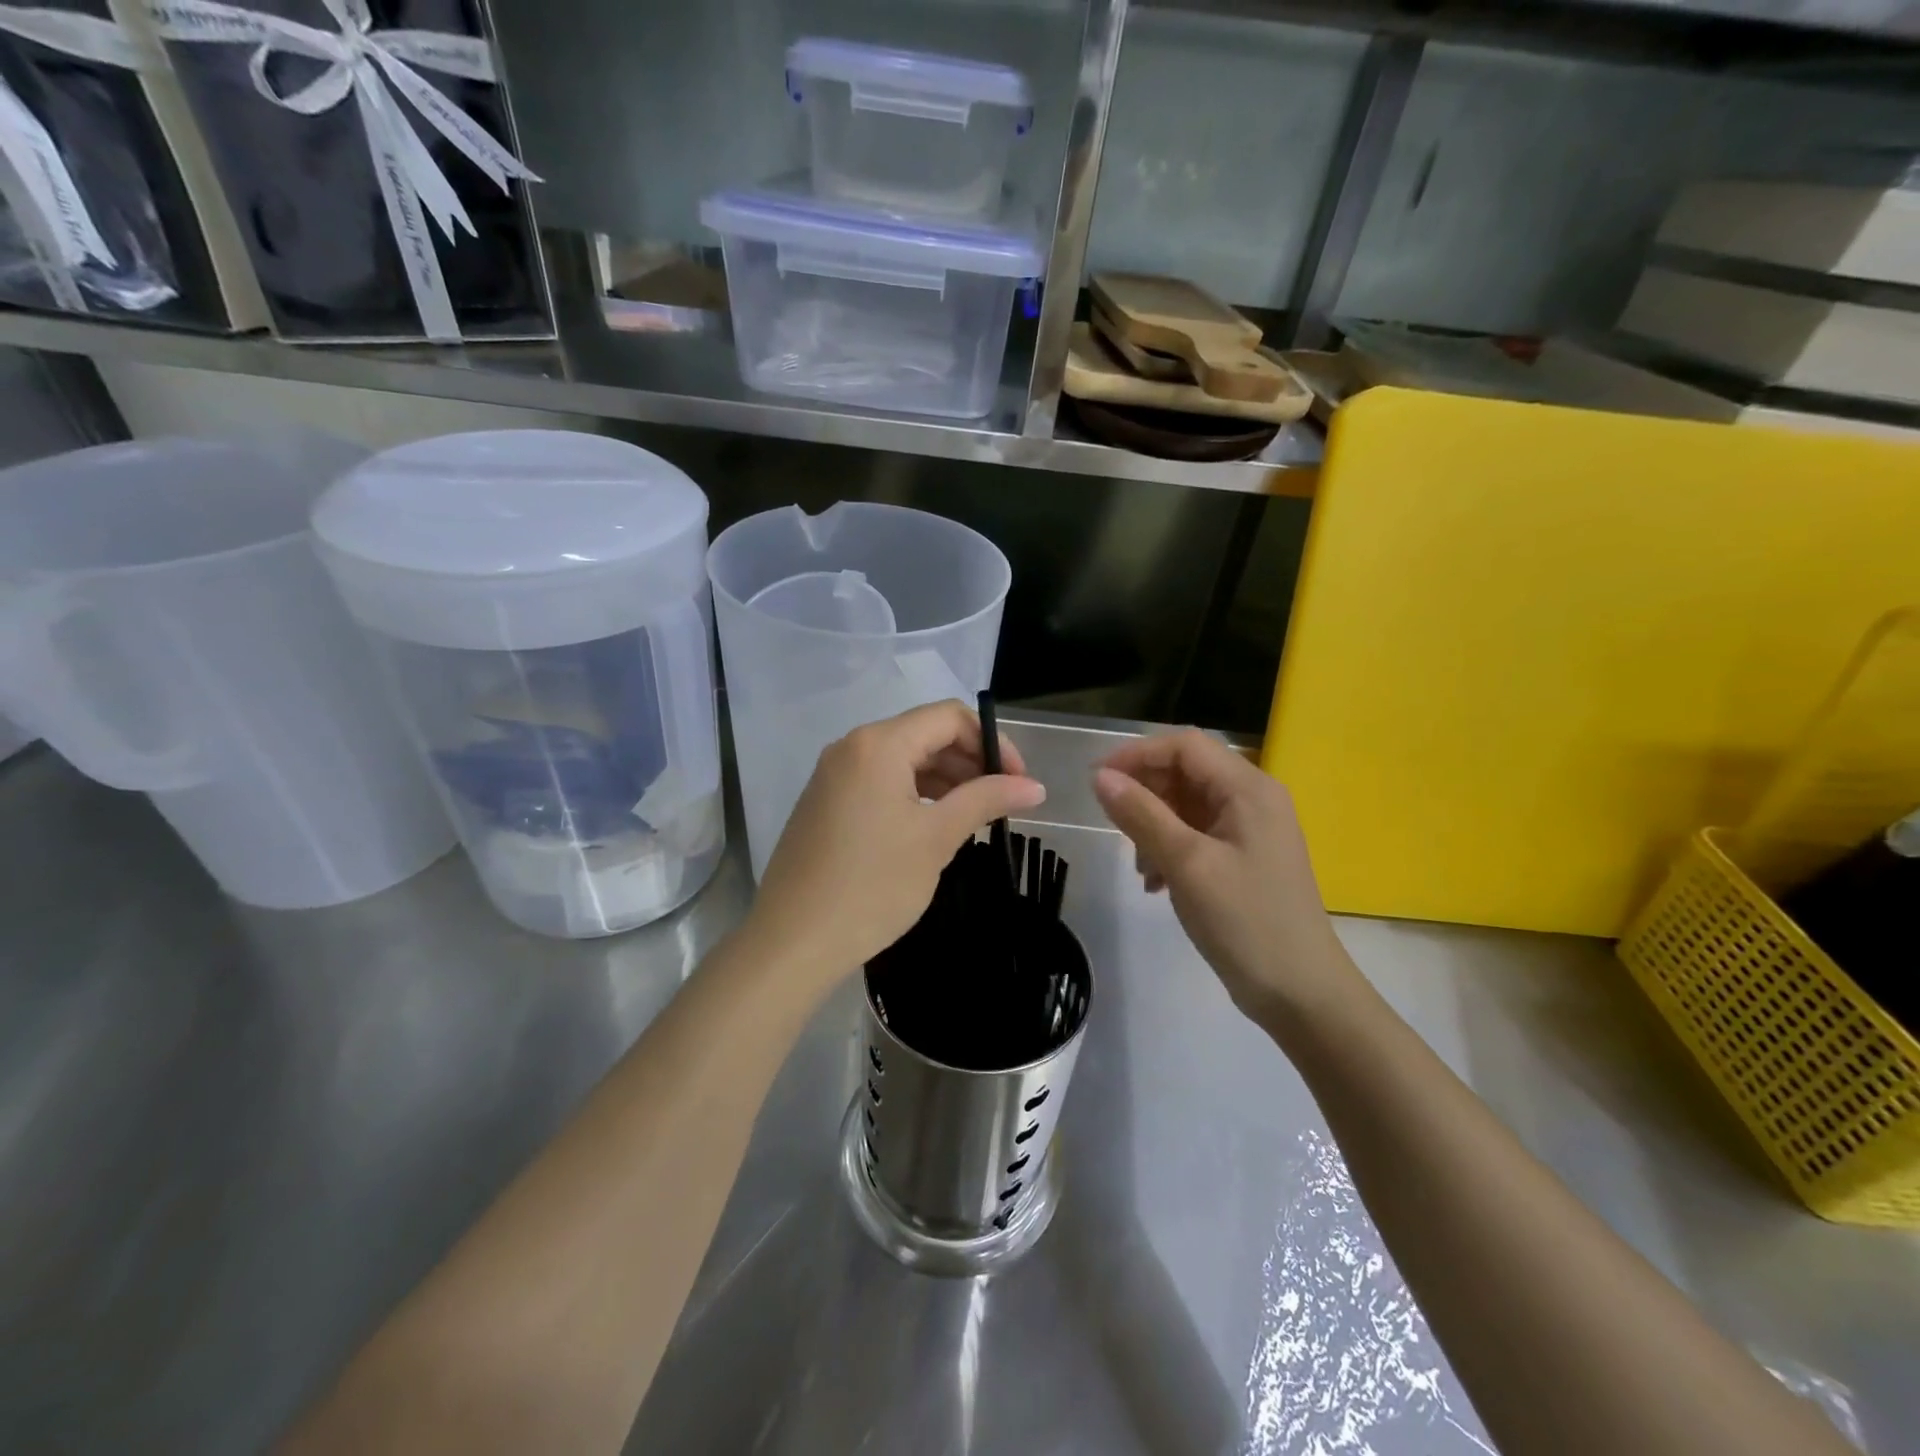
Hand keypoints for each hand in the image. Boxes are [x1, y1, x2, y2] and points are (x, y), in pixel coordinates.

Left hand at [749, 700, 1046, 997]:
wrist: (793, 941)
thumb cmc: (872, 885)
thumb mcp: (937, 838)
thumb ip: (986, 800)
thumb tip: (1036, 786)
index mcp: (879, 744)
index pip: (949, 717)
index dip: (991, 742)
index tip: (1018, 781)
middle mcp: (852, 747)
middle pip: (925, 735)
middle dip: (969, 762)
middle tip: (1002, 803)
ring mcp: (834, 774)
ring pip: (903, 760)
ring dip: (945, 780)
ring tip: (975, 818)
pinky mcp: (826, 802)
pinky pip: (880, 782)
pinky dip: (915, 794)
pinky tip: (935, 826)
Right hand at [1092, 730, 1358, 1024]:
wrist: (1301, 994)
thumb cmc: (1246, 921)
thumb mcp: (1187, 864)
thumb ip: (1142, 815)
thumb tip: (1100, 777)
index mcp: (1249, 789)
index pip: (1185, 746)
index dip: (1137, 754)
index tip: (1097, 780)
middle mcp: (1253, 799)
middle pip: (1186, 772)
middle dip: (1145, 793)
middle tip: (1113, 825)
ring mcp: (1249, 831)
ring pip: (1186, 805)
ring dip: (1153, 826)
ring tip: (1139, 866)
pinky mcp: (1242, 859)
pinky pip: (1195, 835)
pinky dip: (1168, 849)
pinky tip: (1155, 883)